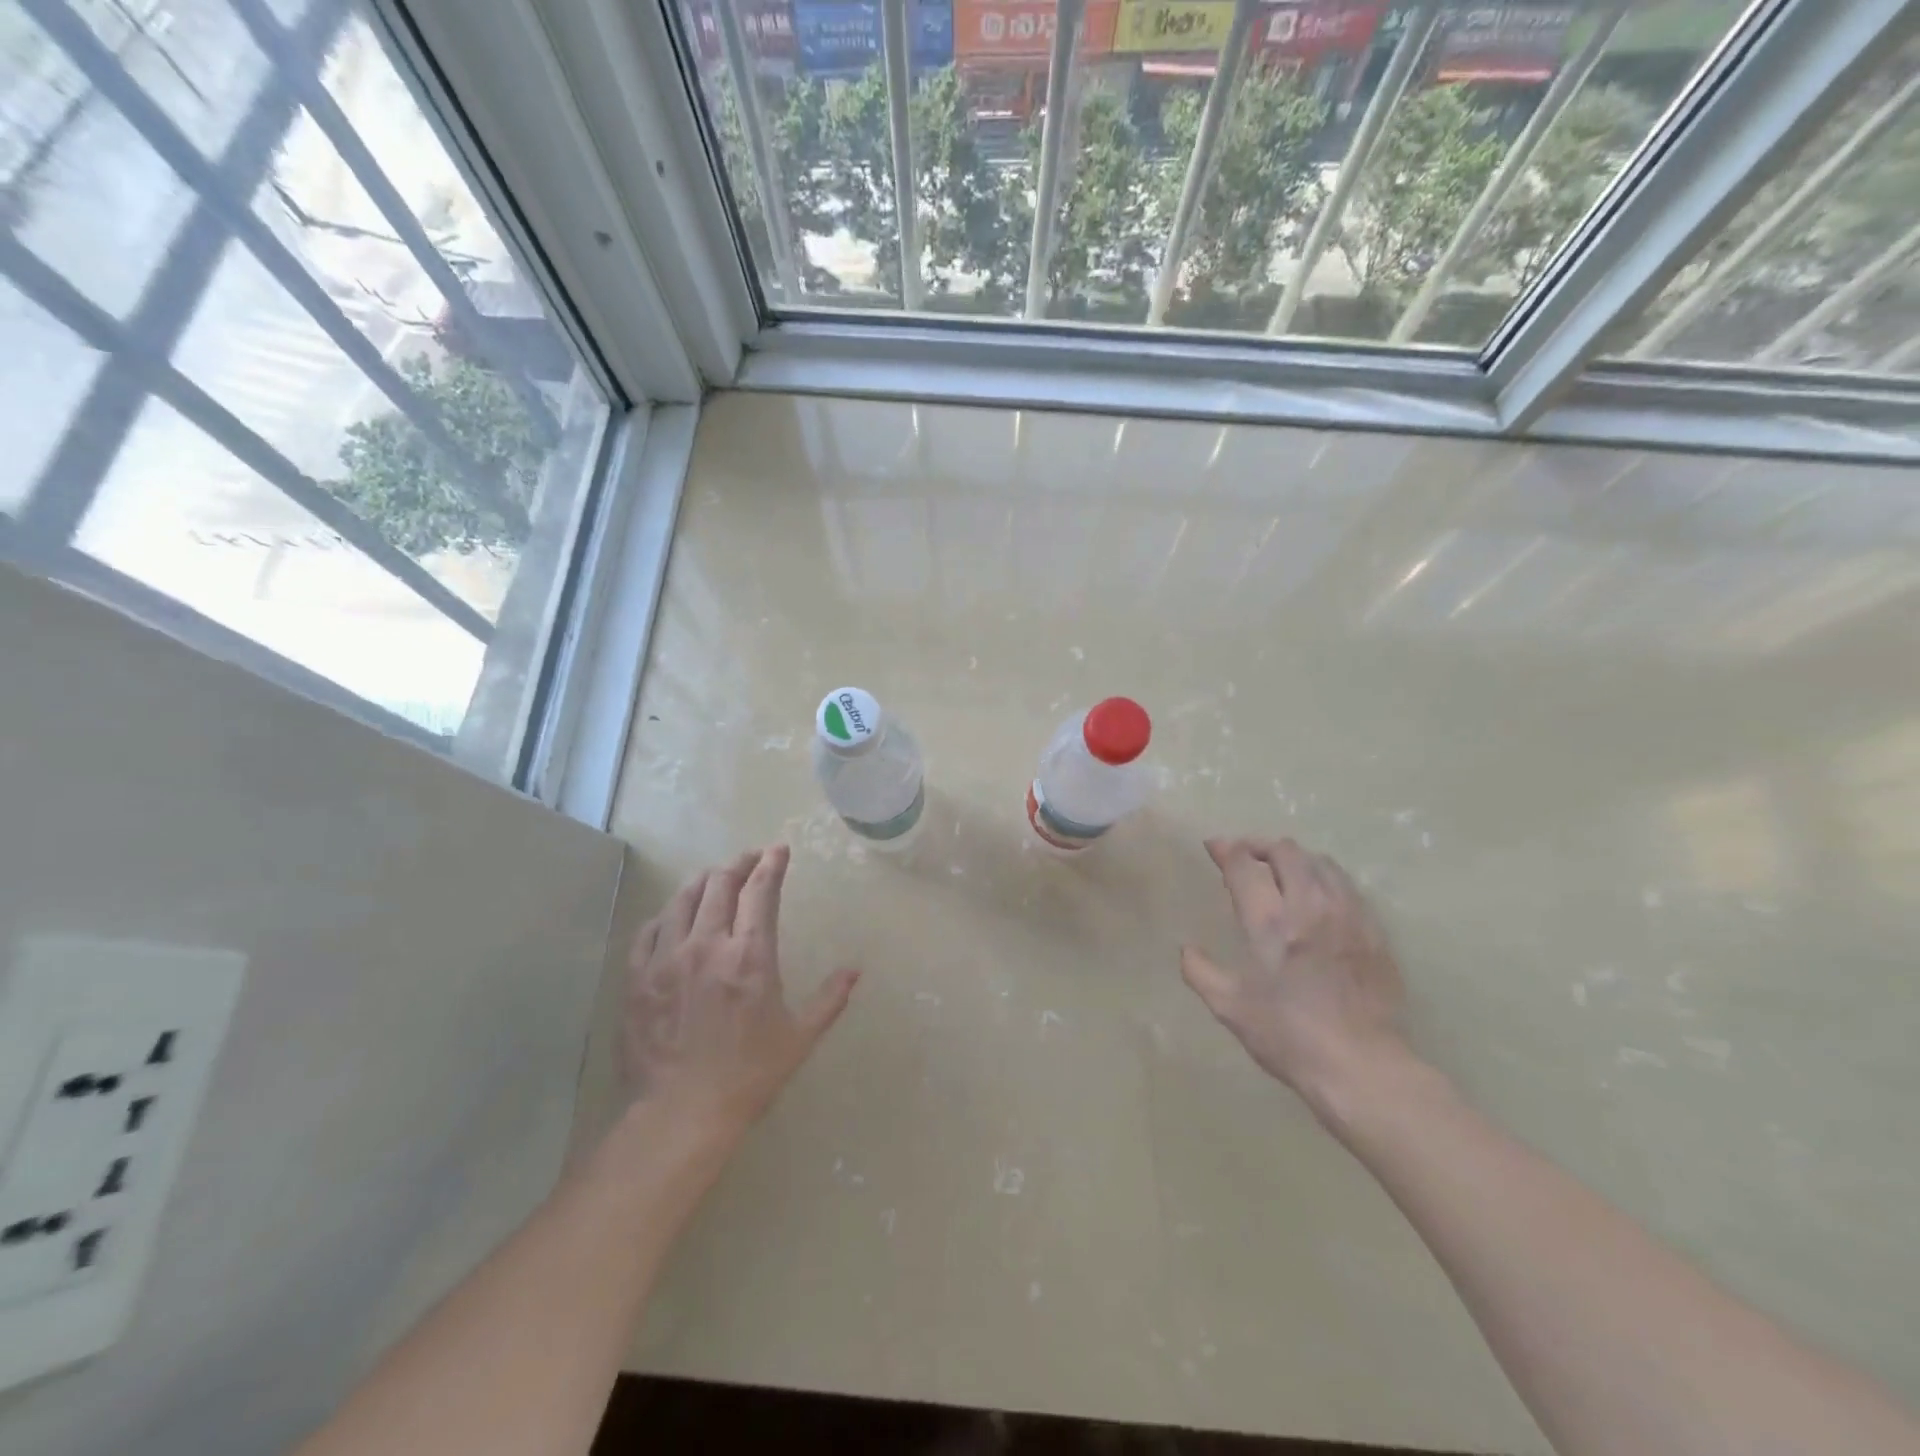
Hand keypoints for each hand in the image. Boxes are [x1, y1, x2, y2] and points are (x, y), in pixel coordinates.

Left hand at [621, 845, 858, 1152]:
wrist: (680, 1114)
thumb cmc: (749, 1076)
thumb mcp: (799, 1038)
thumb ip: (830, 998)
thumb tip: (855, 970)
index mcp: (750, 956)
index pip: (760, 892)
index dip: (771, 865)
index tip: (779, 850)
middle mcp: (707, 945)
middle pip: (720, 885)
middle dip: (739, 864)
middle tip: (750, 859)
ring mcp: (667, 959)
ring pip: (682, 900)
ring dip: (702, 881)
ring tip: (713, 877)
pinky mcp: (637, 978)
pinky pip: (648, 930)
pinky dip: (666, 914)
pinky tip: (673, 915)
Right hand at [1182, 838, 1408, 1115]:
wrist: (1363, 1068)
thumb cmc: (1289, 1037)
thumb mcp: (1230, 1008)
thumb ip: (1200, 971)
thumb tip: (1186, 949)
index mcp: (1270, 923)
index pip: (1245, 865)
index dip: (1225, 850)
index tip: (1214, 847)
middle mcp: (1310, 907)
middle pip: (1285, 851)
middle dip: (1259, 846)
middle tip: (1244, 858)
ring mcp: (1348, 916)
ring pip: (1320, 861)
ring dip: (1293, 859)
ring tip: (1280, 872)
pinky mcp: (1374, 931)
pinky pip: (1346, 885)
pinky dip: (1323, 878)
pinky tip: (1316, 898)